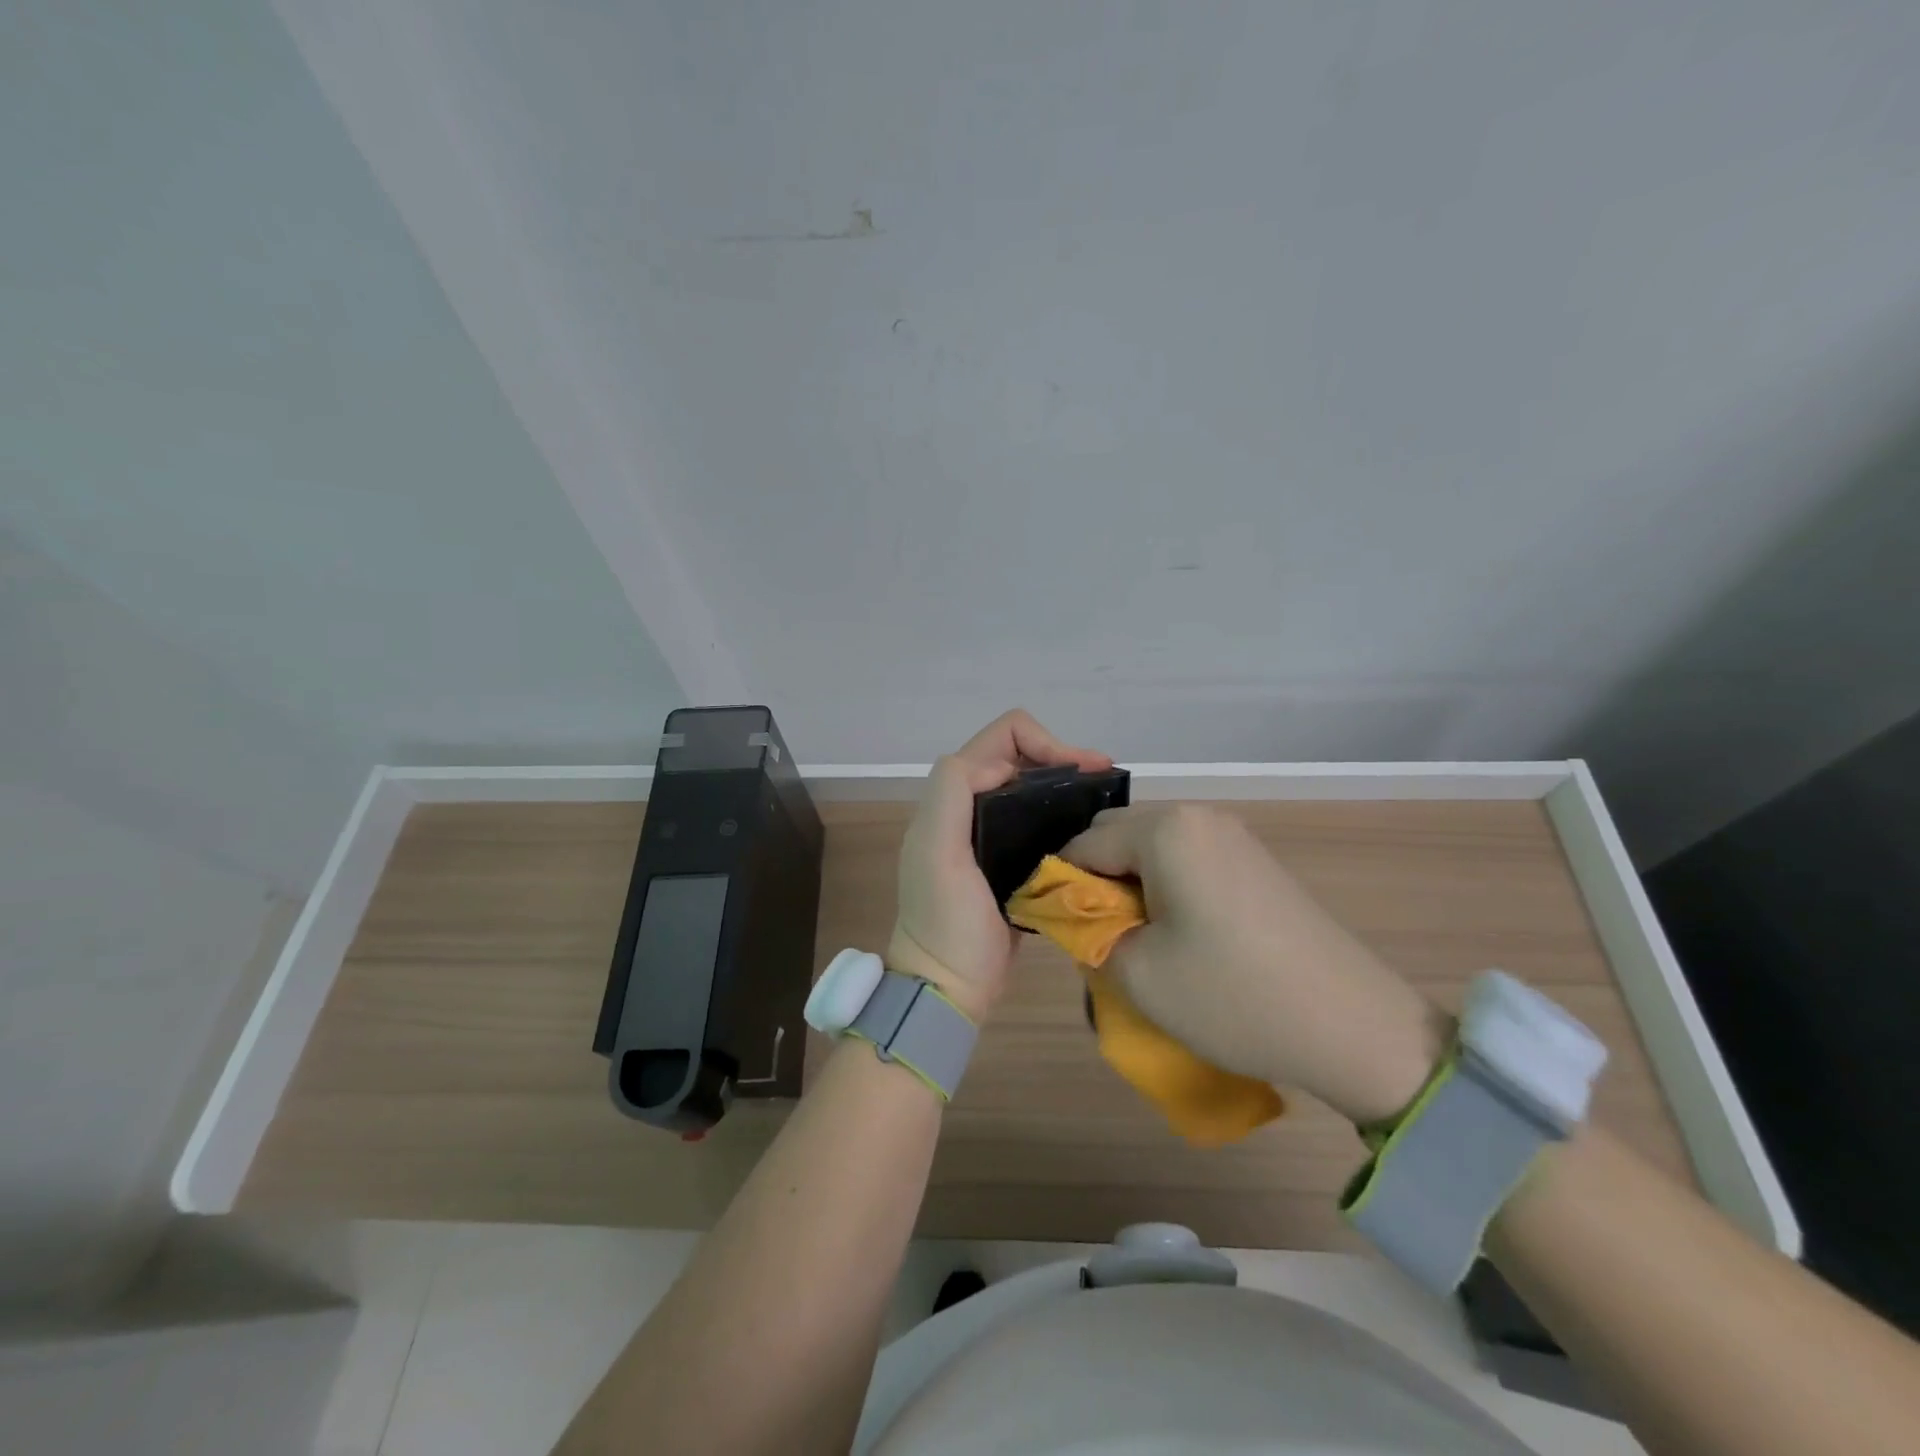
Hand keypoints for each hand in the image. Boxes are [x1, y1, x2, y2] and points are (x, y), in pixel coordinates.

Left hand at [889, 711, 1110, 1023]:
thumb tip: (1003, 766)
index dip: (1044, 742)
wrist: (948, 985)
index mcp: (954, 796)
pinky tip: (1091, 830)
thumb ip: (953, 792)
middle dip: (1062, 758)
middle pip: (1020, 757)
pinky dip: (1064, 814)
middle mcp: (971, 807)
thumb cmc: (945, 920)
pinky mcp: (1011, 861)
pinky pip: (1039, 821)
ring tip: (1105, 800)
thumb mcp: (937, 852)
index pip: (1002, 739)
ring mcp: (991, 834)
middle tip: (1105, 781)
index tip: (1083, 769)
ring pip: (1032, 788)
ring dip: (1066, 784)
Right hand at [1061, 805, 1449, 1123]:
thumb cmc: (1232, 996)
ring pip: (1152, 848)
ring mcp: (1233, 835)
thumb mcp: (1137, 973)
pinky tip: (1181, 934)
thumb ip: (1089, 932)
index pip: (1082, 844)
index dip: (1060, 886)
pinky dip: (1167, 886)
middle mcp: (1198, 816)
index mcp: (1165, 830)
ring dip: (1132, 885)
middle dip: (1097, 881)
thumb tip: (1077, 913)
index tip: (1060, 932)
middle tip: (1102, 937)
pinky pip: (1187, 859)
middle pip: (1117, 836)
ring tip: (1141, 939)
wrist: (1352, 1025)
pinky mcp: (1254, 860)